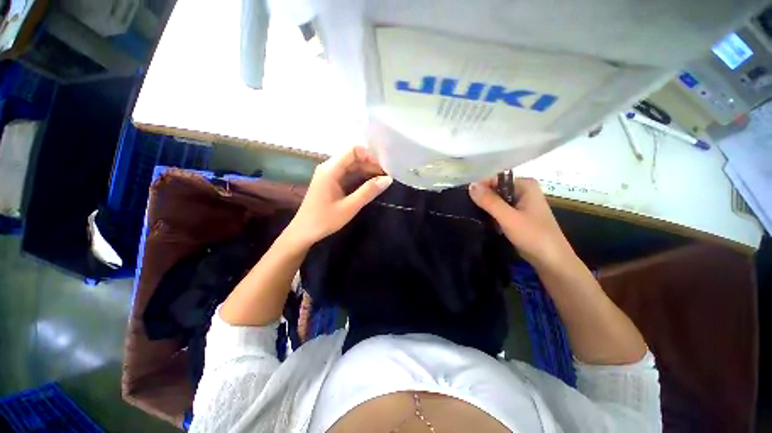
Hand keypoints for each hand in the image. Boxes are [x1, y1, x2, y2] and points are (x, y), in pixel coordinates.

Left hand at [285, 146, 391, 247]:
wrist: (304, 232)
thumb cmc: (325, 220)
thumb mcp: (349, 207)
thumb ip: (368, 191)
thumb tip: (388, 179)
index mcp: (331, 169)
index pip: (353, 150)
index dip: (370, 156)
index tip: (383, 169)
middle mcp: (329, 167)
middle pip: (353, 157)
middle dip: (371, 164)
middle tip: (386, 176)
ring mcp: (329, 174)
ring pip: (352, 165)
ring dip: (367, 171)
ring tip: (382, 180)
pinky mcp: (330, 182)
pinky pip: (348, 174)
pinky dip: (360, 177)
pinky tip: (370, 184)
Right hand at [469, 177, 574, 269]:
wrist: (550, 260)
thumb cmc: (533, 236)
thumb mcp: (508, 217)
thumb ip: (489, 201)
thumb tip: (470, 185)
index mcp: (525, 185)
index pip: (495, 179)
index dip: (480, 186)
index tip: (465, 196)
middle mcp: (523, 190)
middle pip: (495, 189)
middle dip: (482, 197)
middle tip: (465, 205)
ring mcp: (520, 203)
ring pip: (496, 200)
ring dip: (485, 206)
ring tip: (470, 212)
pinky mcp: (517, 215)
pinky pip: (499, 209)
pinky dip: (490, 213)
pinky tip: (480, 218)